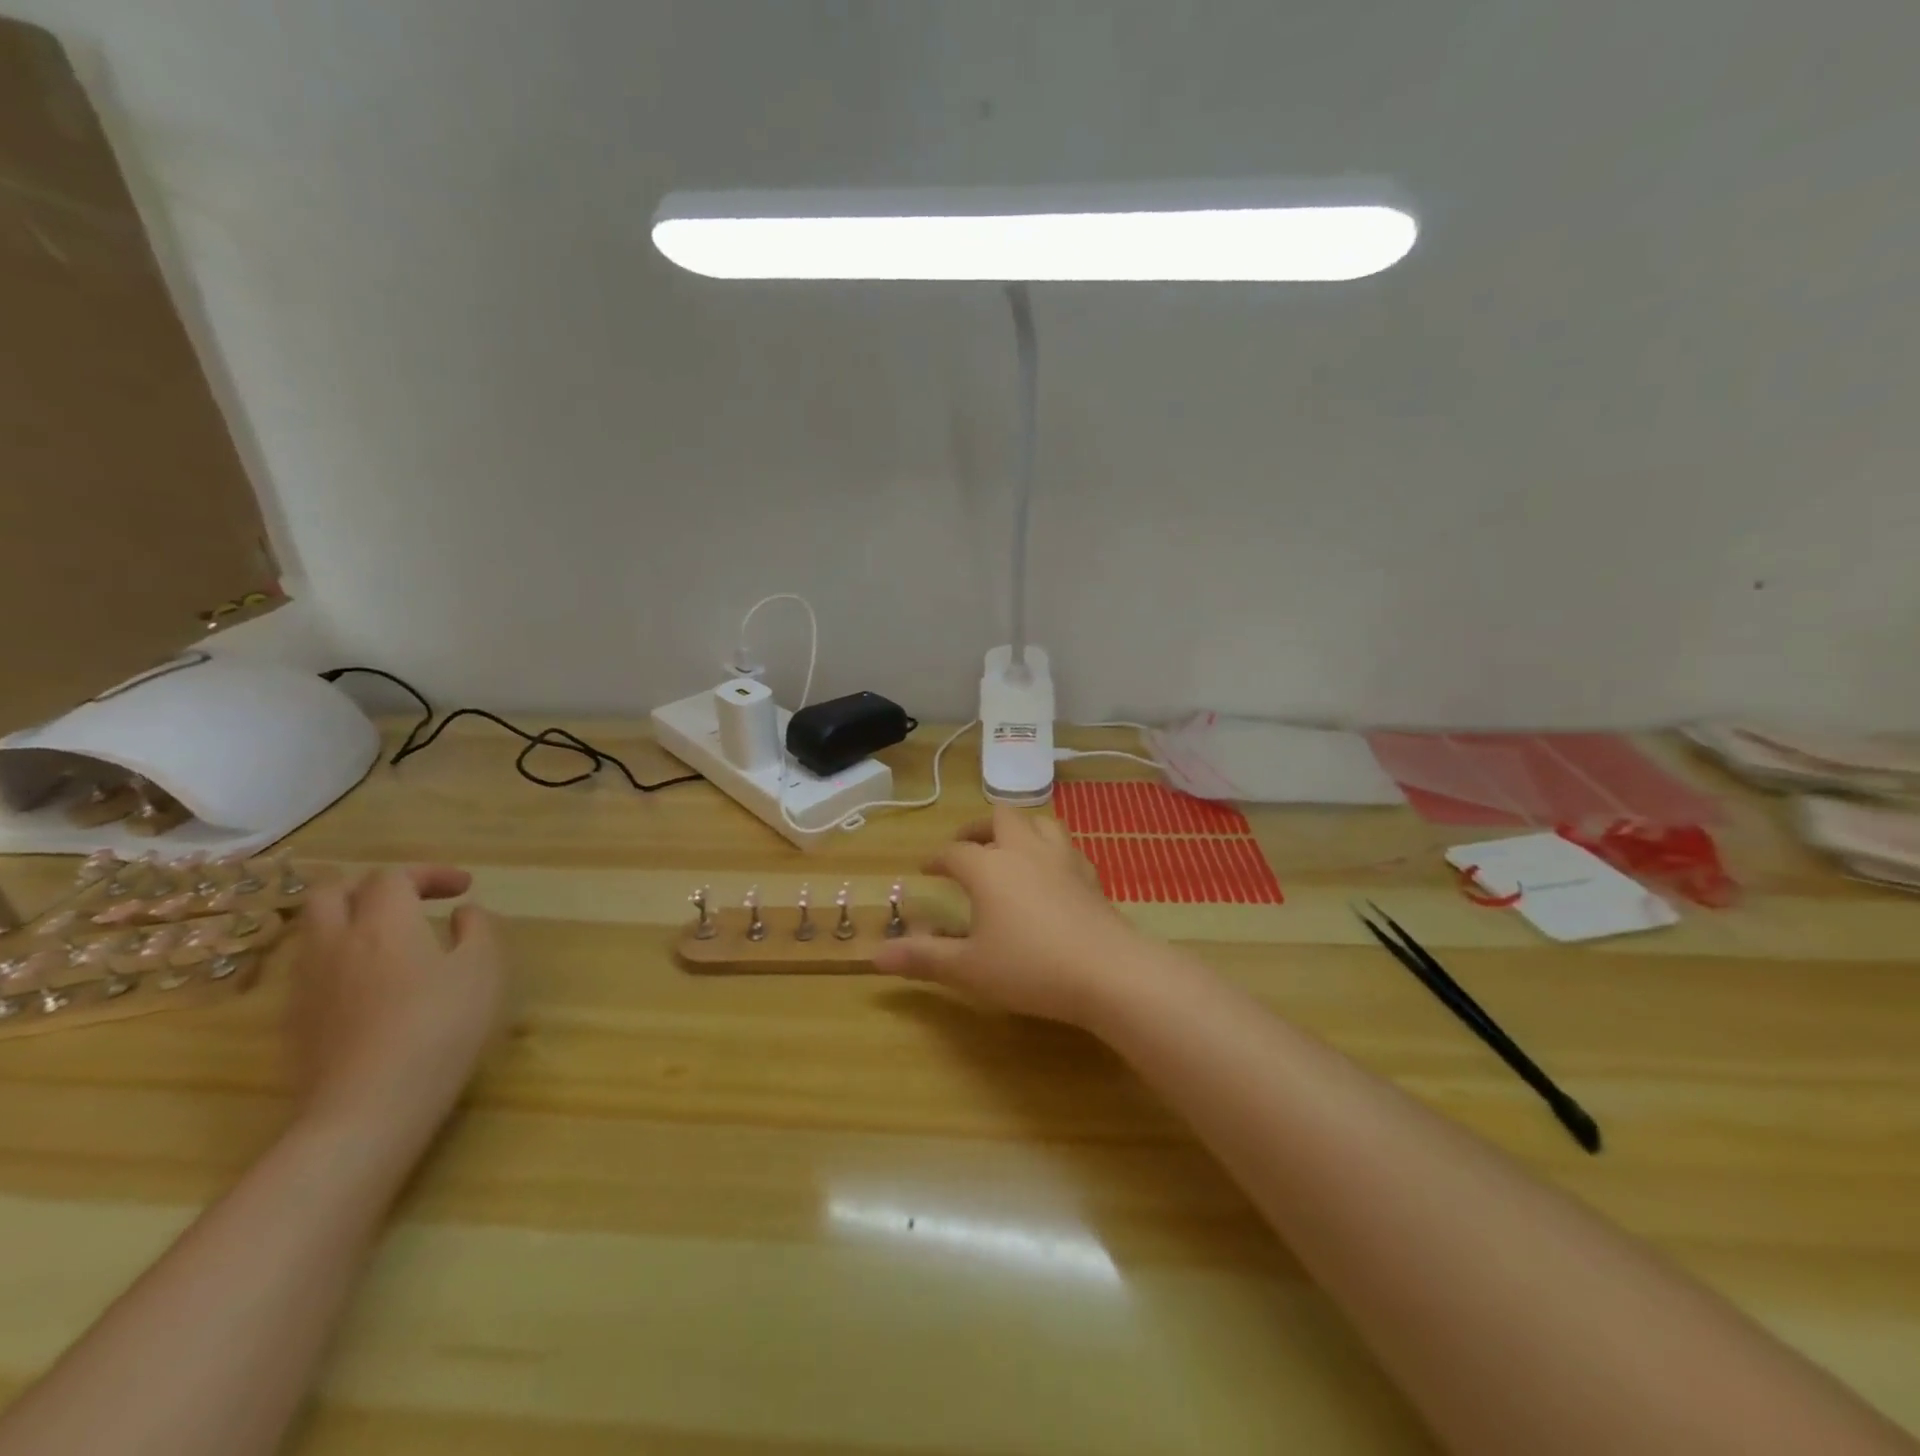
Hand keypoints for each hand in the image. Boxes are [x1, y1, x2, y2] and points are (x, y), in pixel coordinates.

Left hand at [288, 865, 503, 1133]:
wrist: (368, 1107)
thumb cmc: (440, 1027)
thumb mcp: (483, 969)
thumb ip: (477, 930)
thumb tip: (463, 914)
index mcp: (384, 922)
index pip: (394, 875)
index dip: (429, 873)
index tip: (463, 889)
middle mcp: (335, 941)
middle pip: (332, 891)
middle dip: (372, 887)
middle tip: (410, 902)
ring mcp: (306, 982)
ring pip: (313, 929)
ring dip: (349, 920)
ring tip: (388, 940)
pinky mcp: (294, 1019)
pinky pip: (310, 968)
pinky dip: (339, 957)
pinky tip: (369, 983)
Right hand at [873, 806, 1148, 1026]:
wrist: (1107, 970)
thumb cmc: (1030, 967)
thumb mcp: (968, 968)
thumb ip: (923, 957)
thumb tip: (874, 956)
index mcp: (988, 867)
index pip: (954, 852)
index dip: (937, 858)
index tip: (926, 868)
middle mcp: (1023, 851)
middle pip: (998, 818)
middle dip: (977, 827)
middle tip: (965, 845)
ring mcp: (1061, 858)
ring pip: (1037, 822)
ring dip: (1017, 828)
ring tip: (1007, 846)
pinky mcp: (1089, 874)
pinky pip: (1065, 846)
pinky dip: (1048, 849)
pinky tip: (1049, 870)